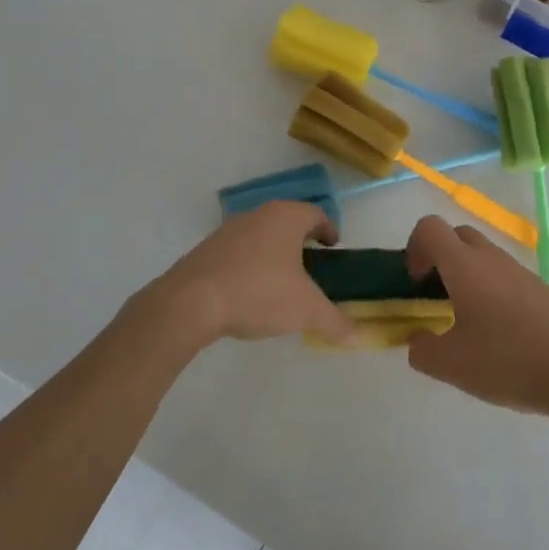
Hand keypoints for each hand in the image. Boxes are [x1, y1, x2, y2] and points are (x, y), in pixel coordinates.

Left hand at [139, 201, 353, 347]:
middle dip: (302, 242)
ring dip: (275, 253)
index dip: (329, 230)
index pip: (316, 214)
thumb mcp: (306, 310)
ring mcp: (229, 230)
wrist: (190, 302)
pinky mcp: (207, 249)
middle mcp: (258, 214)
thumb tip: (358, 335)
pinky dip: (251, 265)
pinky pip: (239, 251)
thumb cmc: (258, 293)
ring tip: (282, 283)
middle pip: (288, 222)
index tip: (334, 248)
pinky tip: (250, 292)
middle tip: (313, 268)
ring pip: (262, 235)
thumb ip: (335, 321)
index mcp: (286, 217)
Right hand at [404, 216, 548, 419]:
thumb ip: (421, 350)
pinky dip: (489, 289)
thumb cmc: (509, 362)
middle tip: (436, 298)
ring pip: (482, 255)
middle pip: (456, 235)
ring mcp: (519, 271)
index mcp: (465, 265)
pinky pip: (503, 274)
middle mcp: (491, 258)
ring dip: (464, 275)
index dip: (414, 249)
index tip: (416, 285)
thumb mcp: (451, 366)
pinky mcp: (539, 288)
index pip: (429, 228)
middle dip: (438, 259)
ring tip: (465, 321)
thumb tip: (418, 339)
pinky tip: (497, 333)